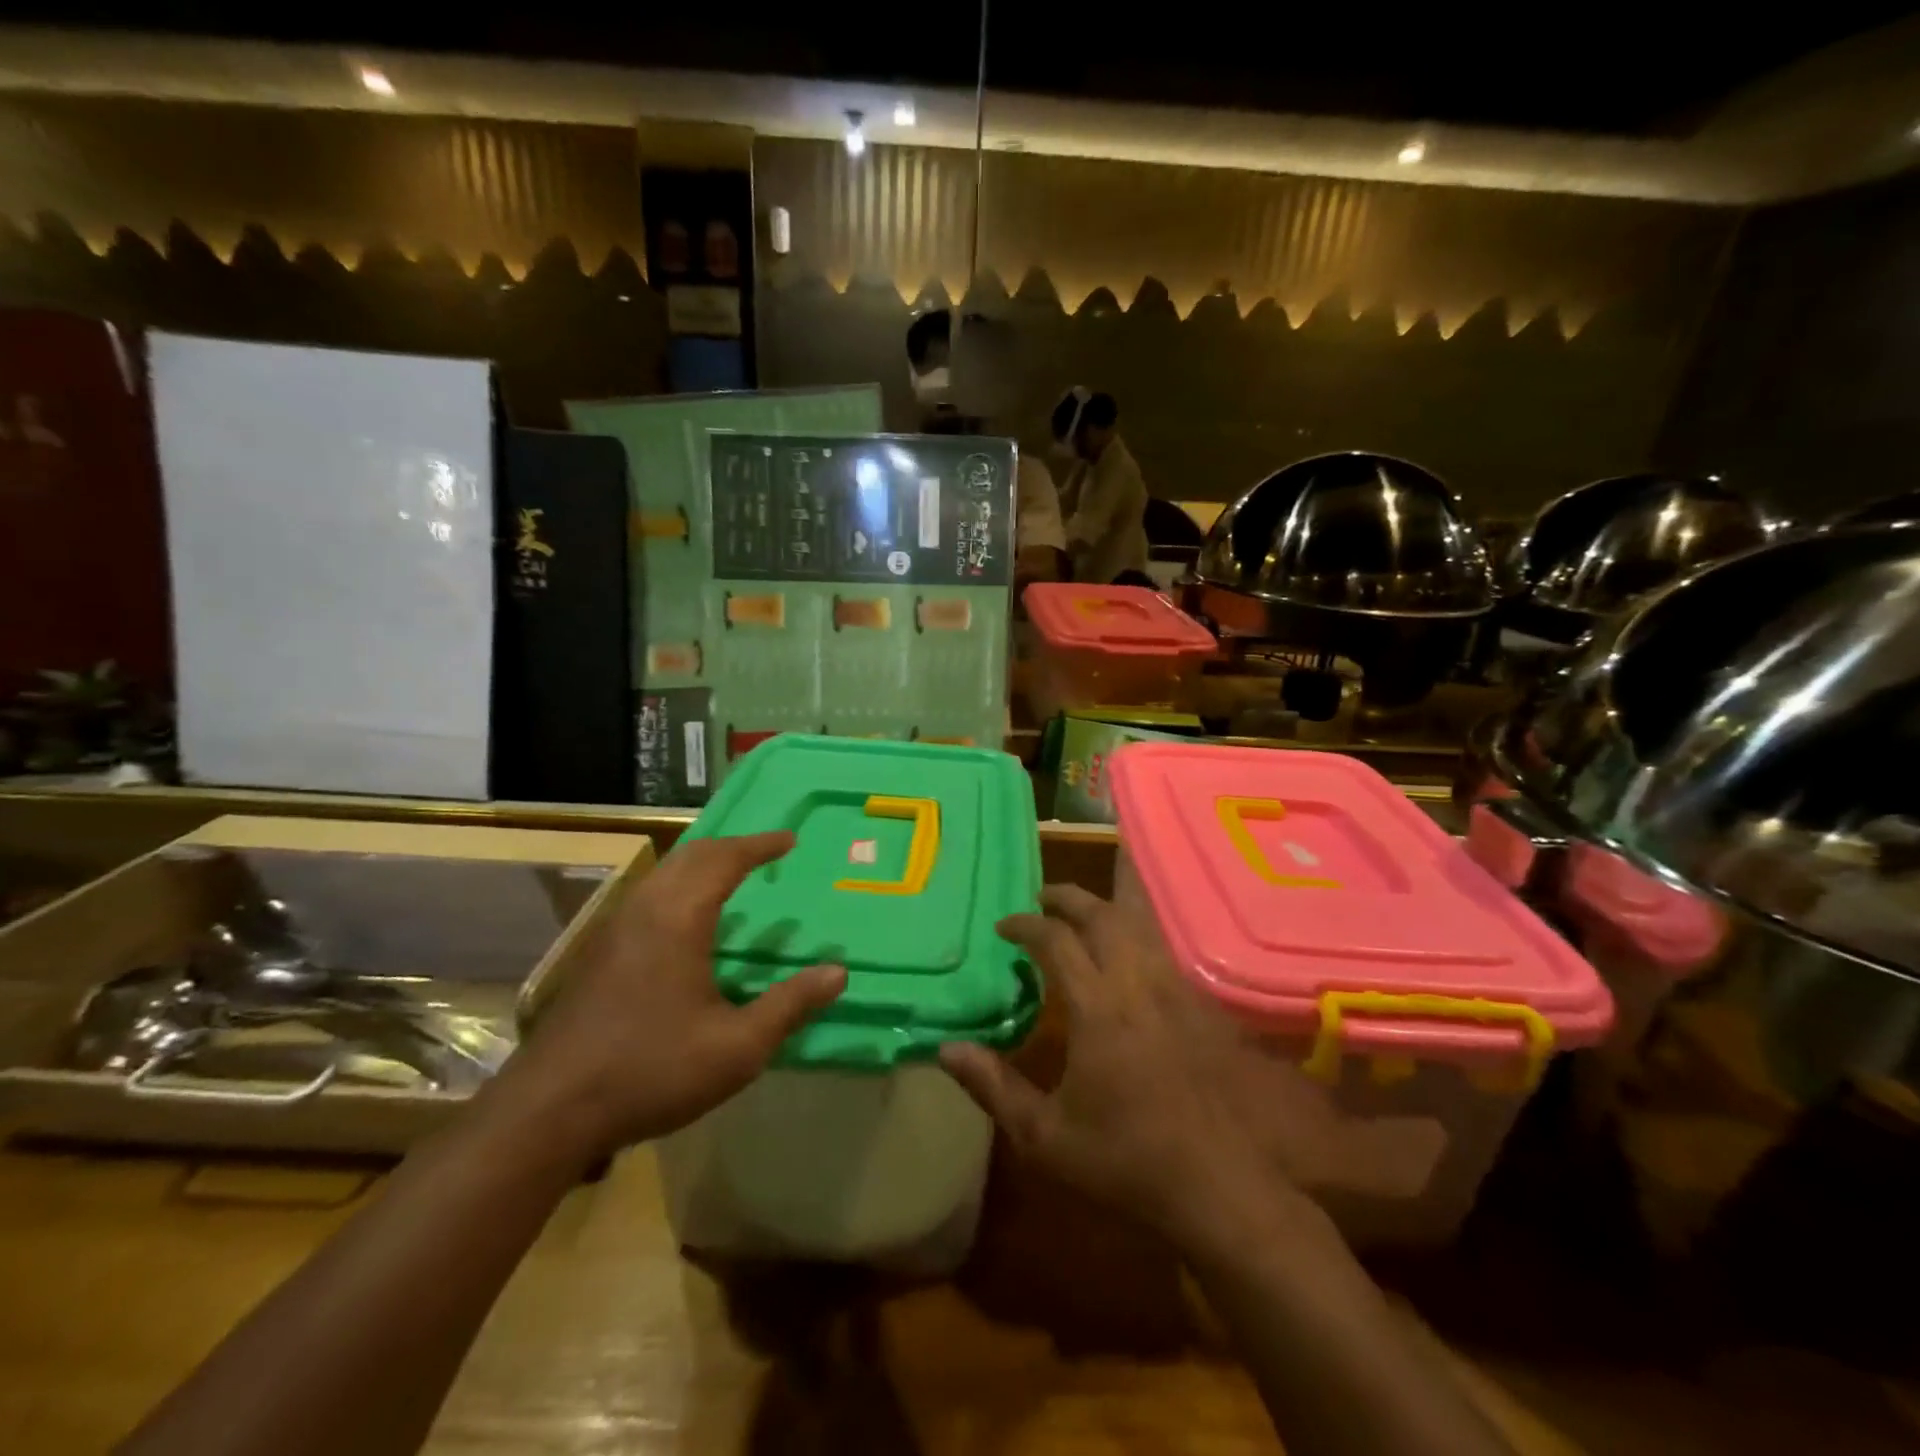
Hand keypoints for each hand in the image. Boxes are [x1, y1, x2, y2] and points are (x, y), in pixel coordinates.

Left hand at [510, 831, 844, 1159]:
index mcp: (678, 918)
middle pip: (691, 856)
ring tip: (732, 877)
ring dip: (702, 864)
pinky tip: (689, 922)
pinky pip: (648, 896)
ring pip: (664, 874)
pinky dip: (680, 886)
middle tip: (765, 852)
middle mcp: (644, 910)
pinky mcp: (599, 953)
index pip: (725, 860)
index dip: (760, 845)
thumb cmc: (651, 1070)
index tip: (790, 839)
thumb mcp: (737, 1047)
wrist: (549, 1111)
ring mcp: (614, 930)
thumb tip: (838, 973)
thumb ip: (790, 1006)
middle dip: (731, 846)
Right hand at [940, 885, 1411, 1253]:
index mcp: (1097, 1007)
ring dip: (1106, 905)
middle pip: (1102, 915)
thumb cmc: (1124, 1160)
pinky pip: (1163, 948)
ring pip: (1140, 923)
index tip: (1003, 927)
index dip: (1026, 925)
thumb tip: (946, 1048)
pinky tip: (1129, 950)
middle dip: (1068, 897)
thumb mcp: (1044, 1136)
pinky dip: (1138, 931)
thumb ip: (993, 1086)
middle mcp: (1137, 984)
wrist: (1217, 1186)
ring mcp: (1174, 991)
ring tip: (1082, 909)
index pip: (1056, 941)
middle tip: (1041, 898)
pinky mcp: (1199, 1007)